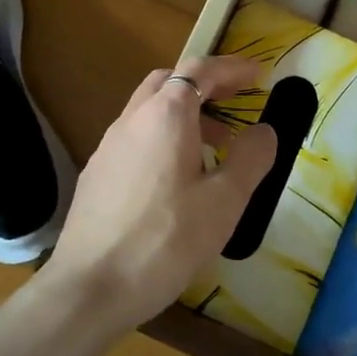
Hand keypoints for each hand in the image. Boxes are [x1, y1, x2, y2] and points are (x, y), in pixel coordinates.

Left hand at [49, 56, 278, 331]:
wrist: (91, 287)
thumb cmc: (166, 240)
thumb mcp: (224, 202)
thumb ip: (250, 158)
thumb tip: (264, 130)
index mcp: (165, 116)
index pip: (199, 70)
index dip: (231, 68)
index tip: (258, 75)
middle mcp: (132, 120)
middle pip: (168, 82)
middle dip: (204, 85)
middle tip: (235, 101)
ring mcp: (108, 146)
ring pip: (148, 111)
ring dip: (183, 114)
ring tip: (215, 146)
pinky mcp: (96, 174)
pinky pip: (135, 138)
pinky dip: (163, 137)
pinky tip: (176, 178)